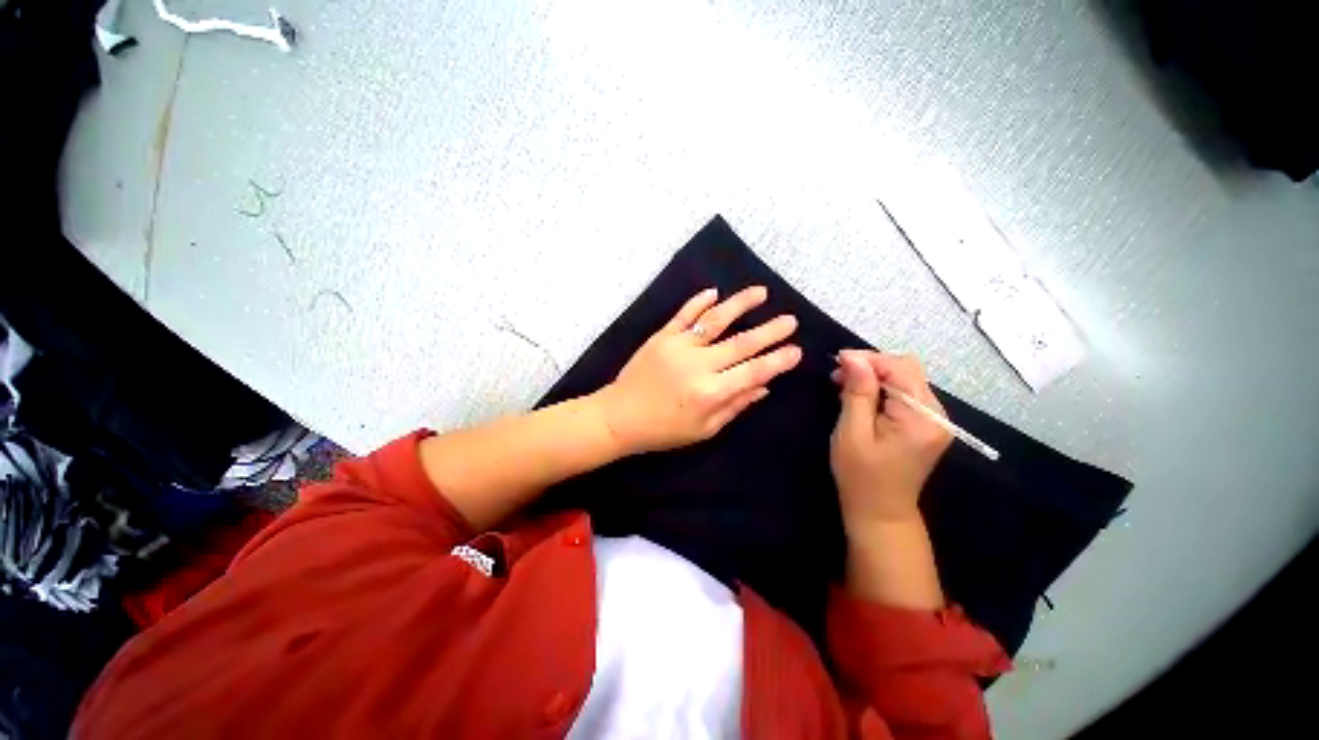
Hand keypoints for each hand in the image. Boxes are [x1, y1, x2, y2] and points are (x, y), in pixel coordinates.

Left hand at [596, 286, 801, 453]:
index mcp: (711, 392)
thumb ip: (734, 406)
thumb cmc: (664, 430)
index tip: (796, 351)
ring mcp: (679, 346)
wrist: (619, 417)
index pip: (753, 372)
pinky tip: (714, 292)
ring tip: (760, 292)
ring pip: (715, 320)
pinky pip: (683, 315)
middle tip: (789, 319)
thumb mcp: (704, 429)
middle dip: (769, 331)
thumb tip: (763, 387)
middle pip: (741, 343)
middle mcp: (698, 365)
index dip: (777, 361)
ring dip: (739, 304)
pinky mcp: (662, 337)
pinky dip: (698, 301)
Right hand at [830, 350, 950, 529]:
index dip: (869, 358)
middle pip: (907, 370)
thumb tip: (853, 357)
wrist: (880, 512)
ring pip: (905, 378)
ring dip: (874, 376)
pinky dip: (881, 388)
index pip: (901, 368)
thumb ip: (857, 392)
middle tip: (838, 374)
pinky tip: (860, 395)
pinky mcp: (926, 424)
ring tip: (843, 383)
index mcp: (921, 418)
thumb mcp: (852, 432)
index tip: (837, 360)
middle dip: (871, 365)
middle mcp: (937, 414)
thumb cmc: (860, 475)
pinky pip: (905, 393)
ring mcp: (934, 419)